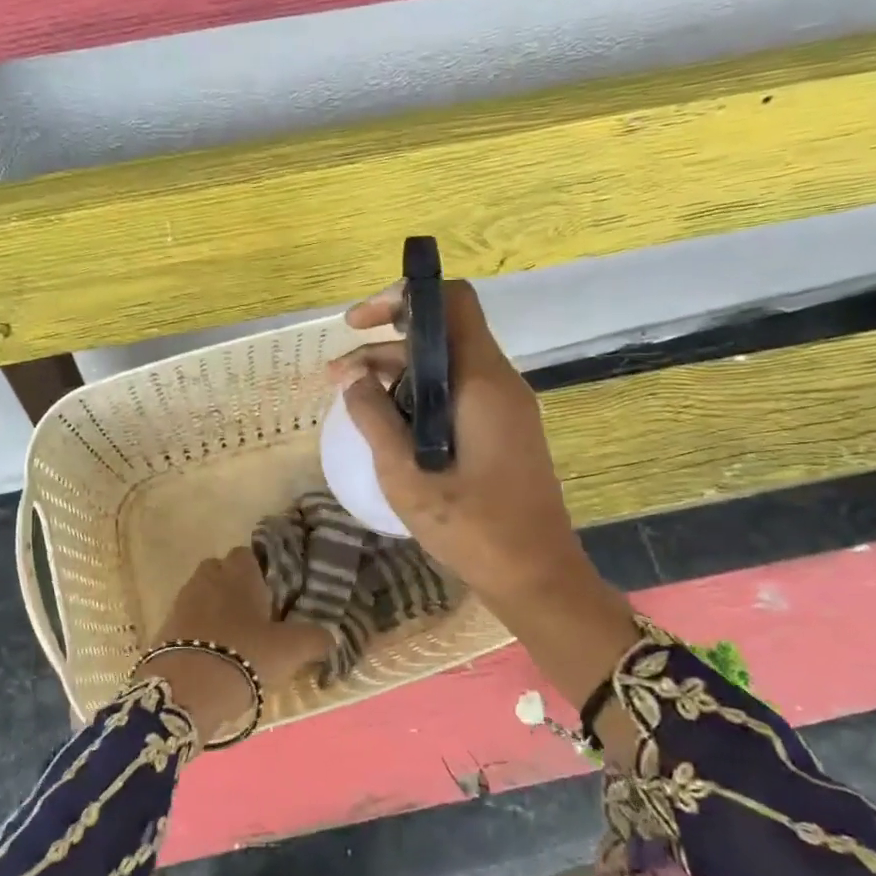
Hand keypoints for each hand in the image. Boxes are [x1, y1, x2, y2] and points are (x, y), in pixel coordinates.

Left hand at [140, 547, 331, 744]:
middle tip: (252, 616)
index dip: (258, 572)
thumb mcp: (291, 650)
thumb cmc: (245, 655)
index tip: (271, 595)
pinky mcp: (164, 628)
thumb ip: (314, 638)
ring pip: (202, 595)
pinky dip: (197, 632)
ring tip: (233, 639)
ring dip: (214, 610)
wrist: (187, 689)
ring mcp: (181, 602)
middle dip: (233, 588)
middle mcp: (207, 579)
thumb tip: (331, 636)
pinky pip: (186, 621)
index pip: (246, 555)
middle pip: (219, 572)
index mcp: (238, 574)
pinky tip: (211, 656)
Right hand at [328, 281, 592, 618]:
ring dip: (397, 376)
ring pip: (445, 368)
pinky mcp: (502, 431)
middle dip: (384, 346)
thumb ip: (374, 419)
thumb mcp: (406, 475)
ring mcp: (504, 408)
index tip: (360, 323)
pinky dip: (418, 399)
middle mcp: (498, 383)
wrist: (537, 577)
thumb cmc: (473, 528)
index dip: (403, 298)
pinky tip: (387, 425)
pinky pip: (456, 395)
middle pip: (441, 336)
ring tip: (351, 401)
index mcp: (481, 381)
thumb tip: (352, 378)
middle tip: (338, 376)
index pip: (451, 303)